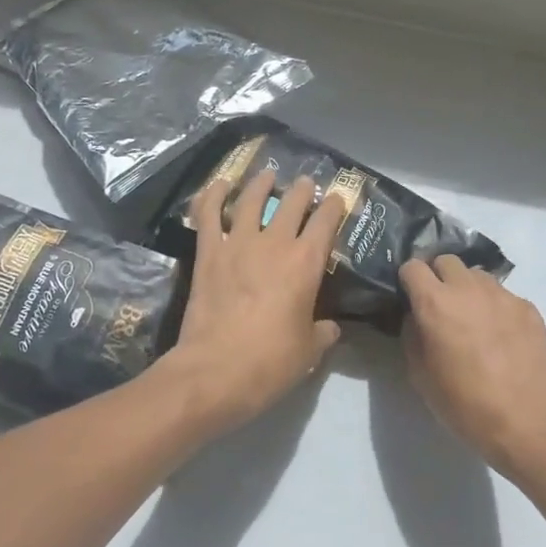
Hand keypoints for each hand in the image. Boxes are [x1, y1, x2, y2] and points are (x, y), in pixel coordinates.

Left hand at [159, 169, 344, 436]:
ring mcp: (237, 243)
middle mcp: (274, 243)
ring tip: (267, 176)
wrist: (215, 371)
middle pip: (292, 203)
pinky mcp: (208, 253)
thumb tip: (331, 328)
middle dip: (302, 190)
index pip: (326, 221)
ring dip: (261, 184)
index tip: (337, 198)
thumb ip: (323, 332)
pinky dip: (213, 195)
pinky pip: (208, 215)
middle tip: (305, 184)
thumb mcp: (309, 351)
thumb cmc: (270, 362)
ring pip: (251, 200)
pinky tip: (219, 184)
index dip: (334, 205)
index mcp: (306, 262)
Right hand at [398, 256, 545, 476]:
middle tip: (440, 306)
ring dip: (468, 289)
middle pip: (447, 260)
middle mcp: (469, 288)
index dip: (408, 280)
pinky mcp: (528, 308)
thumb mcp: (420, 375)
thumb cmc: (464, 404)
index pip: (413, 266)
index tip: (410, 297)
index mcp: (436, 303)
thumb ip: (413, 335)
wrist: (526, 422)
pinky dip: (495, 307)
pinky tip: (500, 337)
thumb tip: (417, 316)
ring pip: (477, 275)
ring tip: (472, 320)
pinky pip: (503, 296)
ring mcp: (503, 295)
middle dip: (438, 277)